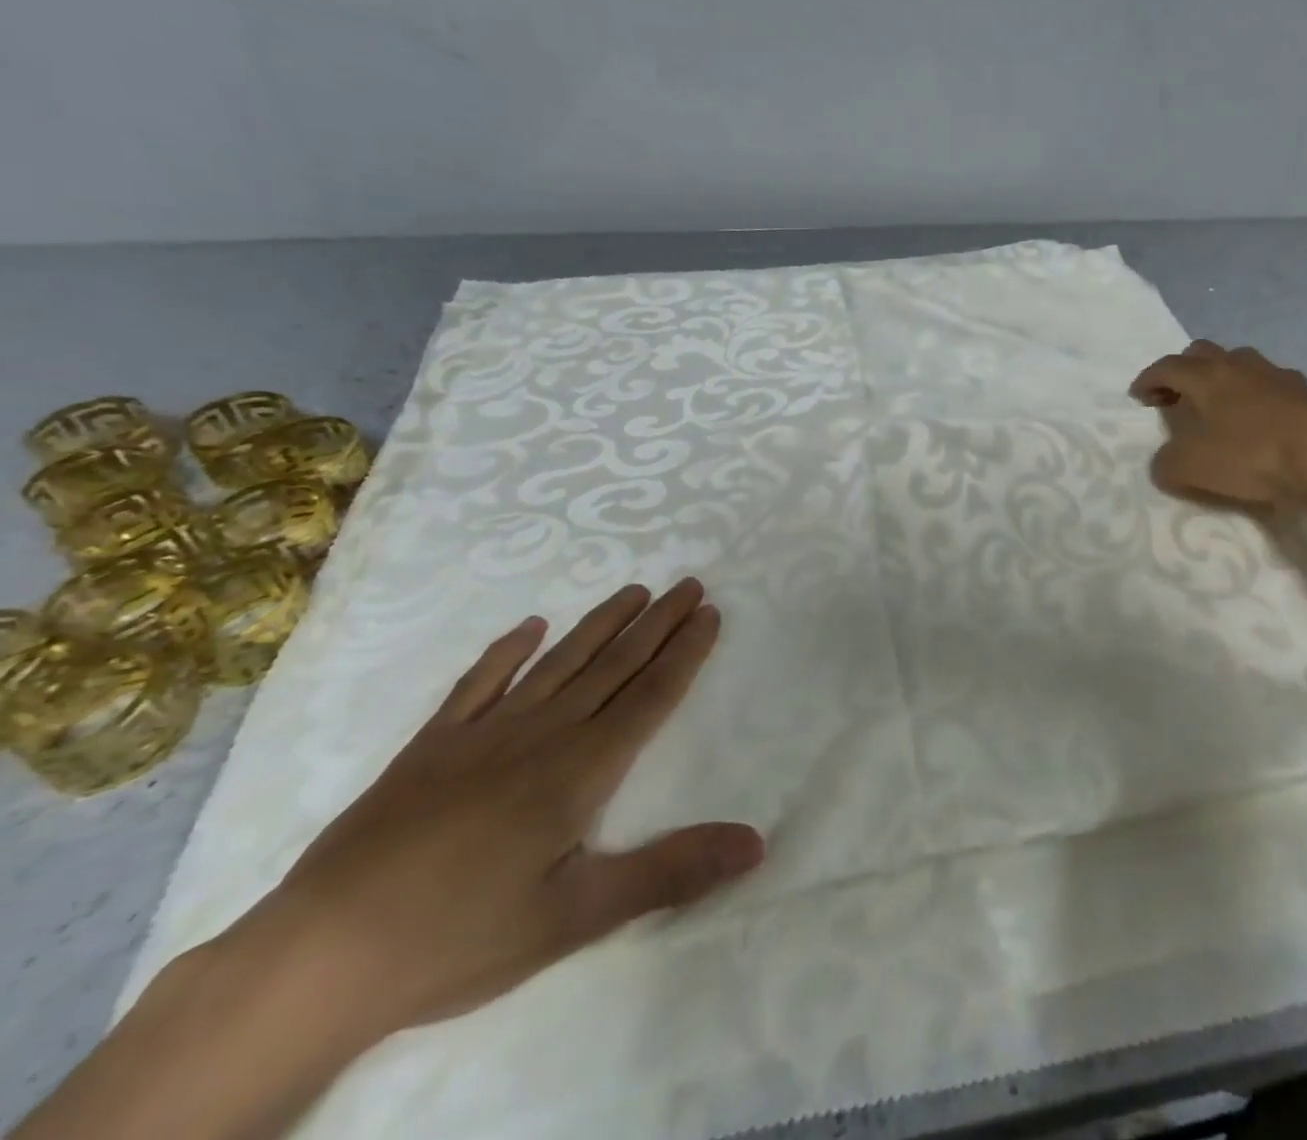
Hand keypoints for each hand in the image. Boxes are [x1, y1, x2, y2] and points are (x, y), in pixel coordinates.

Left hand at [237, 577, 763, 1046]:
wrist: (319, 956)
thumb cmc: (459, 937)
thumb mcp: (576, 917)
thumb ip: (669, 871)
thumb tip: (755, 844)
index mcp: (580, 770)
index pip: (650, 695)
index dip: (685, 652)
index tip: (710, 612)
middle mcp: (542, 734)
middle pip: (614, 666)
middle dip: (657, 623)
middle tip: (689, 584)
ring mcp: (484, 733)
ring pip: (559, 662)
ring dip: (601, 624)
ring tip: (634, 590)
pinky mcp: (432, 745)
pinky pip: (479, 683)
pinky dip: (506, 651)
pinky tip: (529, 627)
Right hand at [1129, 341, 1306, 513]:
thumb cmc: (1251, 457)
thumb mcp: (1191, 468)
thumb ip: (1166, 463)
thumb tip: (1163, 461)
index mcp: (1207, 376)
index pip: (1167, 367)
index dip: (1147, 379)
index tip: (1137, 396)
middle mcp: (1239, 365)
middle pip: (1202, 353)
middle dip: (1183, 370)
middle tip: (1175, 397)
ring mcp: (1276, 374)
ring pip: (1239, 362)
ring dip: (1222, 377)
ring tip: (1218, 405)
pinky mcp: (1306, 392)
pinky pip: (1270, 383)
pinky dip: (1255, 394)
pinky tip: (1259, 418)